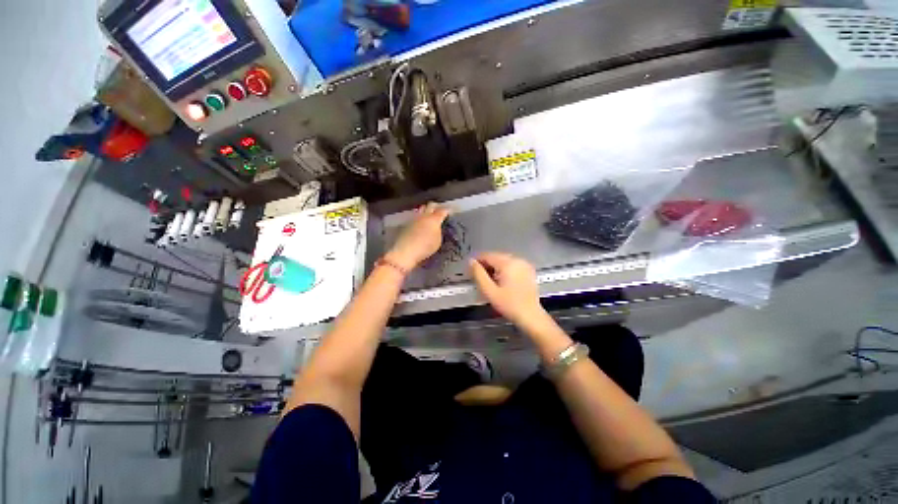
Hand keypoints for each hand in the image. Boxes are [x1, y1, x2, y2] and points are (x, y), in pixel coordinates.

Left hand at [385, 203, 448, 270]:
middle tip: (439, 210)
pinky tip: (420, 223)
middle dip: (436, 206)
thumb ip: (438, 232)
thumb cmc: (425, 247)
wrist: (406, 251)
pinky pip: (415, 216)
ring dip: (426, 210)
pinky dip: (419, 217)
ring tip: (428, 215)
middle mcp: (424, 216)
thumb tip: (436, 228)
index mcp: (434, 219)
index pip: (442, 211)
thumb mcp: (437, 241)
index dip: (447, 210)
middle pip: (430, 205)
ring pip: (421, 209)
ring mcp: (414, 218)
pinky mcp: (407, 223)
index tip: (450, 212)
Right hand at [469, 252, 544, 326]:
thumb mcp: (489, 291)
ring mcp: (524, 264)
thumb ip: (478, 274)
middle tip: (480, 279)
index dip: (477, 262)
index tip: (471, 271)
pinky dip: (504, 270)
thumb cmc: (509, 304)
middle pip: (496, 257)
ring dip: (495, 268)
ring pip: (503, 260)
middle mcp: (517, 260)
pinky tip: (502, 282)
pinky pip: (512, 265)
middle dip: (486, 265)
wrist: (530, 315)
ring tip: (491, 282)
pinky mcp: (528, 270)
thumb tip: (471, 262)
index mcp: (508, 263)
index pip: (487, 255)